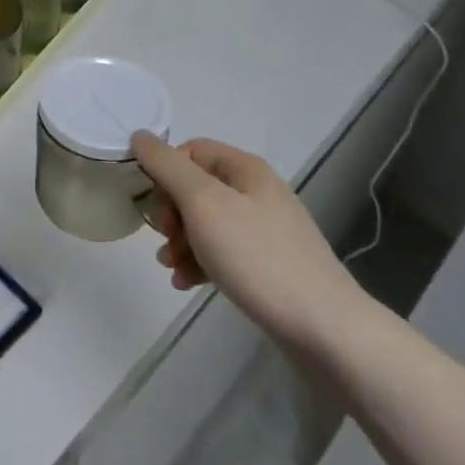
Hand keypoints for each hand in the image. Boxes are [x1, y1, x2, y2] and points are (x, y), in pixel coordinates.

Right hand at [132, 133, 369, 358]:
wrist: (324, 328)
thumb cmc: (257, 257)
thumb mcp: (203, 204)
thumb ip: (167, 166)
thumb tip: (140, 135)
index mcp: (245, 169)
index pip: (190, 151)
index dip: (165, 173)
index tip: (156, 207)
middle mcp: (256, 192)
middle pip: (196, 187)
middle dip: (171, 213)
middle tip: (166, 240)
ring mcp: (265, 230)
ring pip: (206, 223)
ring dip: (181, 242)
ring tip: (172, 269)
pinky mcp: (268, 264)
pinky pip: (223, 252)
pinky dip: (201, 262)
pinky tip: (188, 284)